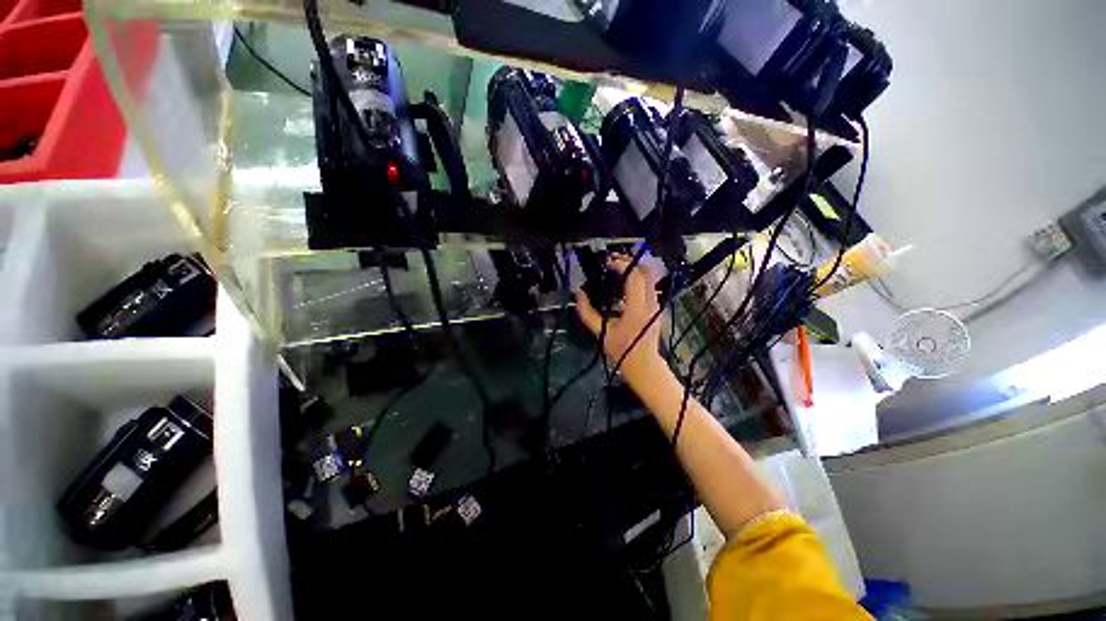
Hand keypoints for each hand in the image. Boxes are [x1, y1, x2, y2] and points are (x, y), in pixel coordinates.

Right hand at [575, 254, 664, 380]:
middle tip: (612, 261)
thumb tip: (578, 294)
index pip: (633, 277)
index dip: (621, 265)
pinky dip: (638, 278)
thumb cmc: (621, 351)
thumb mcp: (601, 332)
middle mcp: (650, 304)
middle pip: (645, 272)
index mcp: (636, 310)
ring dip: (634, 269)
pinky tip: (625, 282)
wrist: (644, 365)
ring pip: (650, 277)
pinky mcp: (657, 308)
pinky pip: (650, 285)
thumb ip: (587, 312)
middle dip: (628, 262)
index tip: (607, 264)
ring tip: (617, 268)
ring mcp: (657, 305)